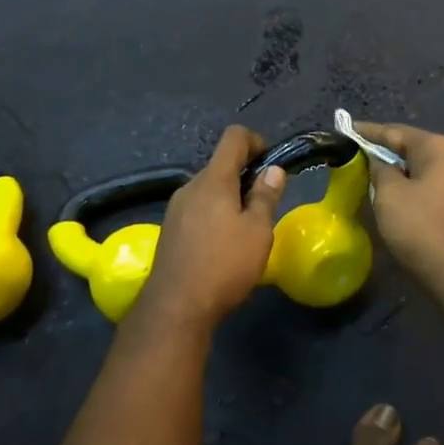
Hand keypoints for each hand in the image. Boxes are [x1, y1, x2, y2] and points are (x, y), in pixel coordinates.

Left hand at [138, 126, 287, 331]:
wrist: (176, 307)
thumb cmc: (224, 265)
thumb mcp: (258, 232)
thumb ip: (266, 196)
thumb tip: (273, 170)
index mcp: (213, 180)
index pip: (233, 137)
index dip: (256, 141)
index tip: (271, 165)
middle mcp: (190, 187)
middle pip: (220, 165)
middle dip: (245, 176)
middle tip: (264, 205)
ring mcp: (176, 208)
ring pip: (208, 189)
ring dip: (229, 198)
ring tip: (246, 230)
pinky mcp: (170, 230)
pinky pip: (197, 209)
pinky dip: (214, 215)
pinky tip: (223, 245)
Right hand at [356, 122, 443, 306]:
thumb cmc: (423, 229)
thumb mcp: (389, 196)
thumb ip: (379, 170)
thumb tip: (380, 162)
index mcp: (440, 148)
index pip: (396, 132)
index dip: (369, 132)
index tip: (347, 130)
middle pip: (414, 149)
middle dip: (386, 153)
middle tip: (357, 157)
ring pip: (425, 169)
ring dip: (401, 173)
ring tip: (374, 178)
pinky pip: (435, 187)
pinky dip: (415, 188)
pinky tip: (399, 198)